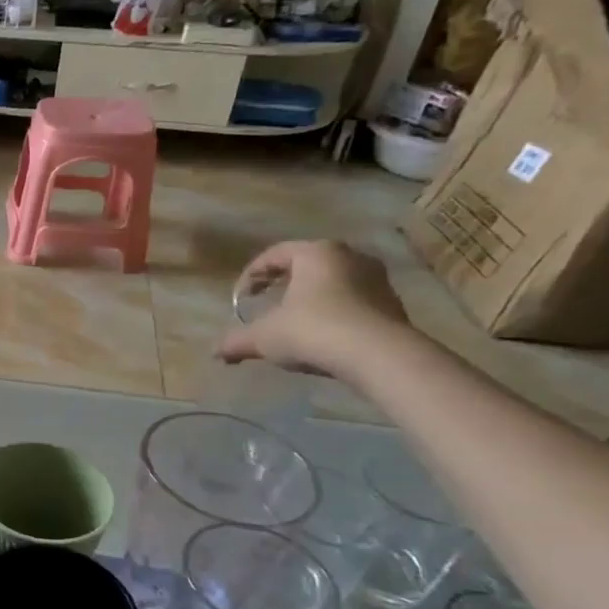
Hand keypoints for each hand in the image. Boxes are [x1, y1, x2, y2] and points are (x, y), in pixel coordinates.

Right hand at [217, 240, 410, 379]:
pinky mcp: (392, 304)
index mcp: (316, 252)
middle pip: (307, 264)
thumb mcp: (264, 337)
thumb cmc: (312, 330)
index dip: (252, 274)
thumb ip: (237, 341)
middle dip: (283, 282)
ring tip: (295, 320)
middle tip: (266, 300)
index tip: (241, 297)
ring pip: (333, 282)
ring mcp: (377, 279)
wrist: (379, 355)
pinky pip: (354, 301)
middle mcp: (349, 256)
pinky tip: (322, 335)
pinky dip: (334, 312)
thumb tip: (215, 352)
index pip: (275, 254)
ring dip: (311, 298)